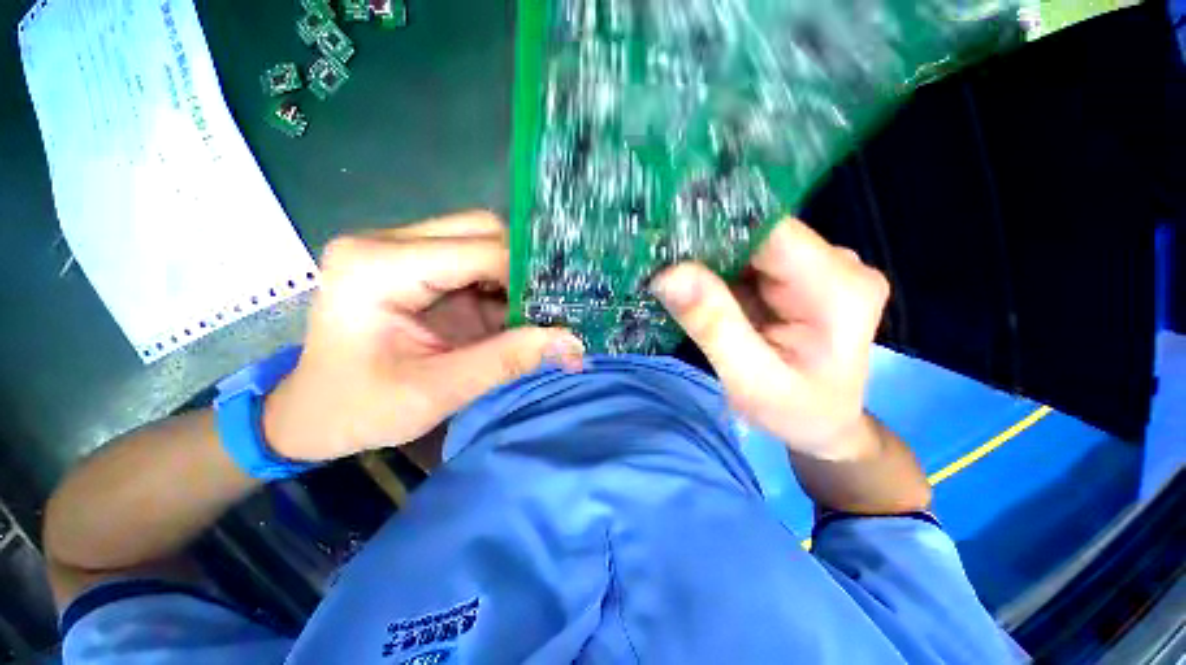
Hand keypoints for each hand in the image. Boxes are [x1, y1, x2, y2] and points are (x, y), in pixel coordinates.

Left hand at [263, 211, 584, 461]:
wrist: (313, 414)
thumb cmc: (360, 409)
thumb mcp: (438, 391)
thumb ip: (508, 360)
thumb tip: (572, 342)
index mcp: (378, 267)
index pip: (478, 250)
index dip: (527, 277)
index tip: (560, 309)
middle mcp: (387, 243)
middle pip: (480, 229)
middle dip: (522, 268)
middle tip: (546, 307)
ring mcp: (401, 250)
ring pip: (482, 240)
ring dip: (514, 276)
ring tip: (534, 312)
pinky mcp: (416, 266)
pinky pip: (474, 261)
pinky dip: (501, 285)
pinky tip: (512, 313)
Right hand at [651, 217, 888, 460]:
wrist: (823, 425)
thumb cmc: (795, 413)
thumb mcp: (750, 381)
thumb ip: (713, 326)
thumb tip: (668, 273)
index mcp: (839, 289)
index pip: (771, 233)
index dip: (716, 230)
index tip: (665, 241)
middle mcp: (837, 264)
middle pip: (758, 234)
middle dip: (705, 246)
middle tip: (656, 261)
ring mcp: (816, 267)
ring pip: (748, 245)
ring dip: (706, 258)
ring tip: (668, 273)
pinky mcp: (795, 276)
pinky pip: (747, 261)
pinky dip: (715, 270)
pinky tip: (692, 283)